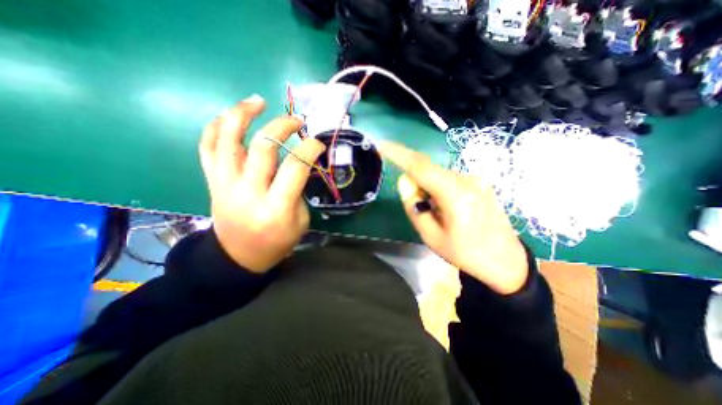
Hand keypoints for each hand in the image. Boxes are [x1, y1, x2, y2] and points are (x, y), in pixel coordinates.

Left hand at [197, 94, 322, 271]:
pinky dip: (215, 127)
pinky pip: (207, 147)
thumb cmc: (276, 242)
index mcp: (276, 207)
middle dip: (282, 126)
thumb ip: (299, 191)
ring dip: (242, 114)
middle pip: (263, 147)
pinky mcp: (212, 182)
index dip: (309, 148)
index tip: (318, 143)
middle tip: (296, 120)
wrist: (238, 257)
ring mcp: (225, 184)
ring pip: (228, 139)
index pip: (295, 167)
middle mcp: (248, 192)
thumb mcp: (300, 221)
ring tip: (257, 101)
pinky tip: (228, 116)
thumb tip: (298, 164)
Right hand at [380, 140, 527, 294]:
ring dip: (426, 187)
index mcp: (456, 195)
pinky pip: (447, 178)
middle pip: (428, 169)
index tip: (382, 145)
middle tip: (416, 204)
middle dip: (413, 180)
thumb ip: (414, 207)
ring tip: (435, 213)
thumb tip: (404, 180)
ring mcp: (474, 179)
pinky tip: (445, 208)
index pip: (421, 167)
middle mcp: (466, 180)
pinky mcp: (477, 182)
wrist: (505, 261)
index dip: (399, 154)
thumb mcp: (431, 237)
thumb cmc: (465, 253)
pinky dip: (436, 188)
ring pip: (437, 174)